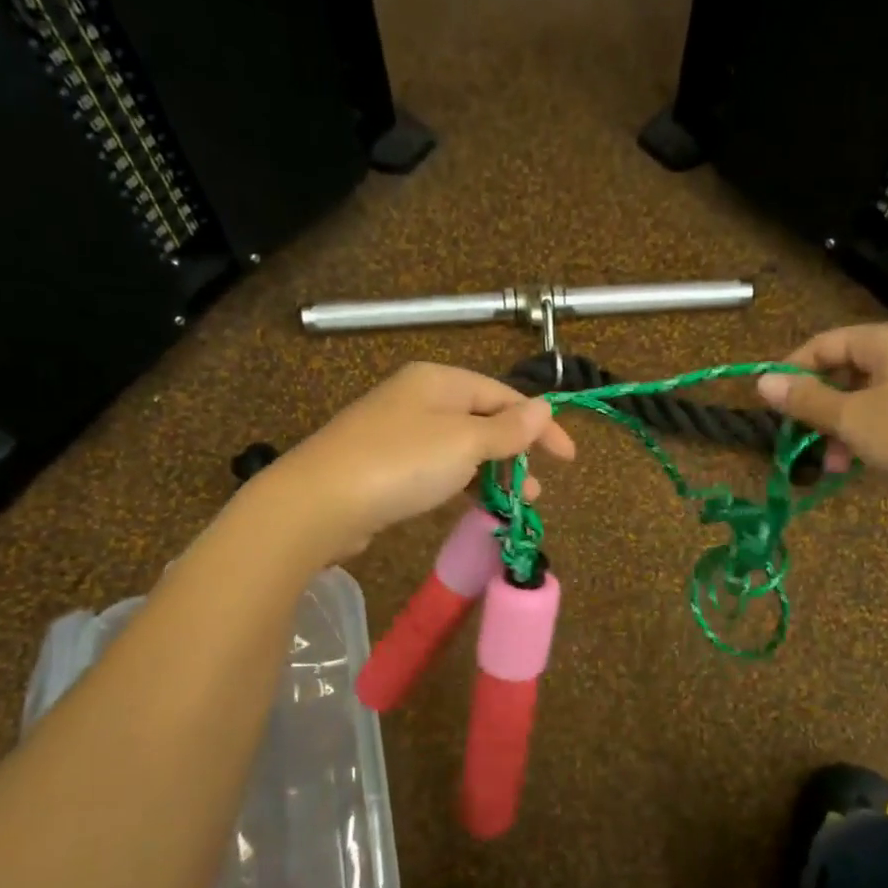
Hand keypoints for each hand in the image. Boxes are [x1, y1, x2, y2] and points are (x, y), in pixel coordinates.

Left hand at [261, 362, 575, 559]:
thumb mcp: (465, 443)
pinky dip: (463, 484)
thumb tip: (544, 406)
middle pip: (483, 420)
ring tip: (516, 503)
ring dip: (493, 473)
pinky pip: (438, 470)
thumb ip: (508, 429)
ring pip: (461, 448)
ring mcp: (399, 433)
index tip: (568, 458)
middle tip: (537, 488)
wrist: (319, 503)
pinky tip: (476, 506)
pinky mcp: (385, 467)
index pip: (504, 395)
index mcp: (439, 381)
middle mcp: (419, 399)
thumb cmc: (402, 463)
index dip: (540, 425)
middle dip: (516, 452)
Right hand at [756, 320, 887, 500]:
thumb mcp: (853, 420)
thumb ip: (806, 400)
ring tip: (837, 466)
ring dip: (847, 428)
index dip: (794, 371)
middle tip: (806, 445)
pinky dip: (877, 432)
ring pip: (875, 395)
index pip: (826, 343)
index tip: (772, 405)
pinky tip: (871, 462)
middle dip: (822, 409)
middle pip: (850, 370)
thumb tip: (763, 381)